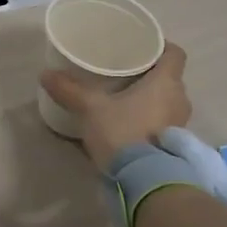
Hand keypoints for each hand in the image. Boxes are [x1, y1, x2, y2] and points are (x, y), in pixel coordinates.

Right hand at [40, 42, 190, 170]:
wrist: (143, 180)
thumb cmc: (123, 132)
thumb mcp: (91, 108)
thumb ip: (69, 90)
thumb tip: (45, 74)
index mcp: (166, 82)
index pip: (175, 53)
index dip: (161, 46)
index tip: (141, 46)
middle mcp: (180, 99)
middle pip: (170, 77)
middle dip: (150, 73)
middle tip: (125, 71)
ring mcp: (180, 124)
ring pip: (167, 100)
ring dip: (151, 98)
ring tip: (124, 97)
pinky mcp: (174, 145)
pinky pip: (164, 121)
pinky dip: (151, 118)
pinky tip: (129, 123)